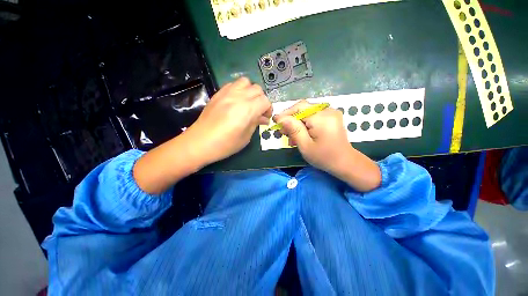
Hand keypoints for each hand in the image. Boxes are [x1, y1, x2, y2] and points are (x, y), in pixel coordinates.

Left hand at [134, 77, 271, 193]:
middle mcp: (238, 97)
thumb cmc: (225, 144)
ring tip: (247, 103)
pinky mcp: (218, 94)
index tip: (265, 117)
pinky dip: (239, 90)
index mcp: (247, 109)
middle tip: (257, 112)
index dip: (268, 109)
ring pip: (245, 82)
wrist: (200, 142)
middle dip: (261, 100)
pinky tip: (236, 101)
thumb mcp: (246, 137)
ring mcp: (227, 93)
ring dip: (250, 91)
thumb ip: (256, 123)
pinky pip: (232, 84)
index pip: (265, 100)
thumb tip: (263, 118)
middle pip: (257, 89)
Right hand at [274, 100, 380, 191]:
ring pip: (307, 112)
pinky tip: (300, 134)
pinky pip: (313, 115)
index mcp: (321, 118)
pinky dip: (304, 123)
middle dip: (291, 119)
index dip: (285, 113)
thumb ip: (293, 130)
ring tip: (291, 136)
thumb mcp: (305, 145)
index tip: (275, 121)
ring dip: (297, 122)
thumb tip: (280, 118)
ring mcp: (330, 112)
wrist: (345, 162)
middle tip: (283, 131)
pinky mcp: (330, 116)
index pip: (299, 108)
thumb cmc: (324, 157)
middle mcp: (327, 110)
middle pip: (303, 108)